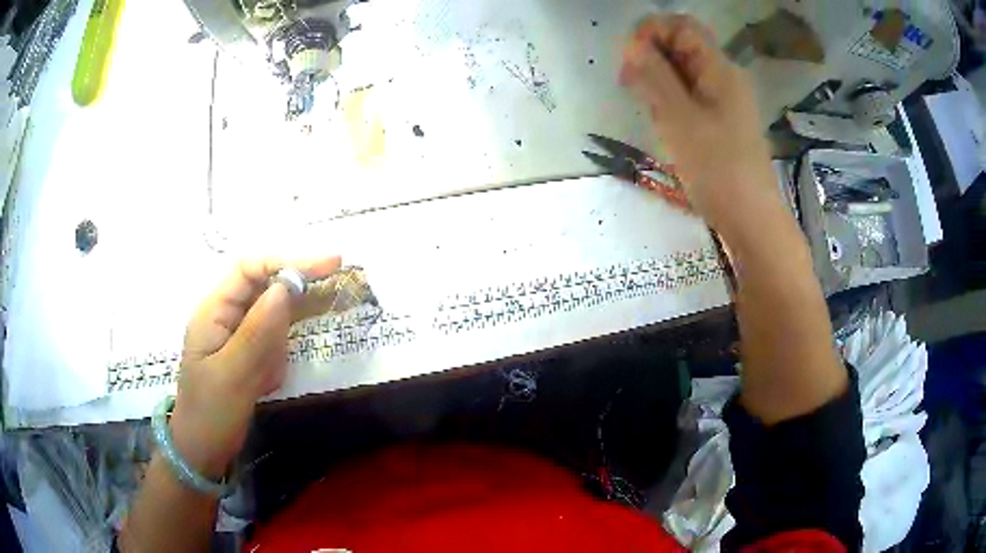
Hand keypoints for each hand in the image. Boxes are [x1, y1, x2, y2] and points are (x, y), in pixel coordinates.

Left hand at [170, 257, 341, 477]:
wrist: (202, 453)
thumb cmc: (210, 414)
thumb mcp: (232, 376)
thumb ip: (257, 332)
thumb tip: (285, 288)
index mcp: (213, 311)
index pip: (250, 269)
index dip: (288, 261)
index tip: (330, 265)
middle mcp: (224, 315)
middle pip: (264, 288)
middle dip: (291, 301)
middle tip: (323, 311)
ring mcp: (235, 335)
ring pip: (271, 319)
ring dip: (279, 344)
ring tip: (264, 378)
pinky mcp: (246, 354)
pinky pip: (271, 343)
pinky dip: (276, 359)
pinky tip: (264, 385)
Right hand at [619, 15, 779, 234]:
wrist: (752, 222)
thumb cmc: (719, 170)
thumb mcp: (680, 119)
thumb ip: (655, 76)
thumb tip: (632, 45)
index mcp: (719, 68)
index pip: (680, 25)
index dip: (649, 33)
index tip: (630, 62)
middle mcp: (724, 77)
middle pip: (680, 47)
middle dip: (651, 60)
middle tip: (633, 90)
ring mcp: (724, 101)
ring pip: (681, 74)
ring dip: (659, 86)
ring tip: (654, 117)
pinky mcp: (721, 122)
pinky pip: (689, 98)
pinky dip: (671, 105)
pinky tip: (667, 129)